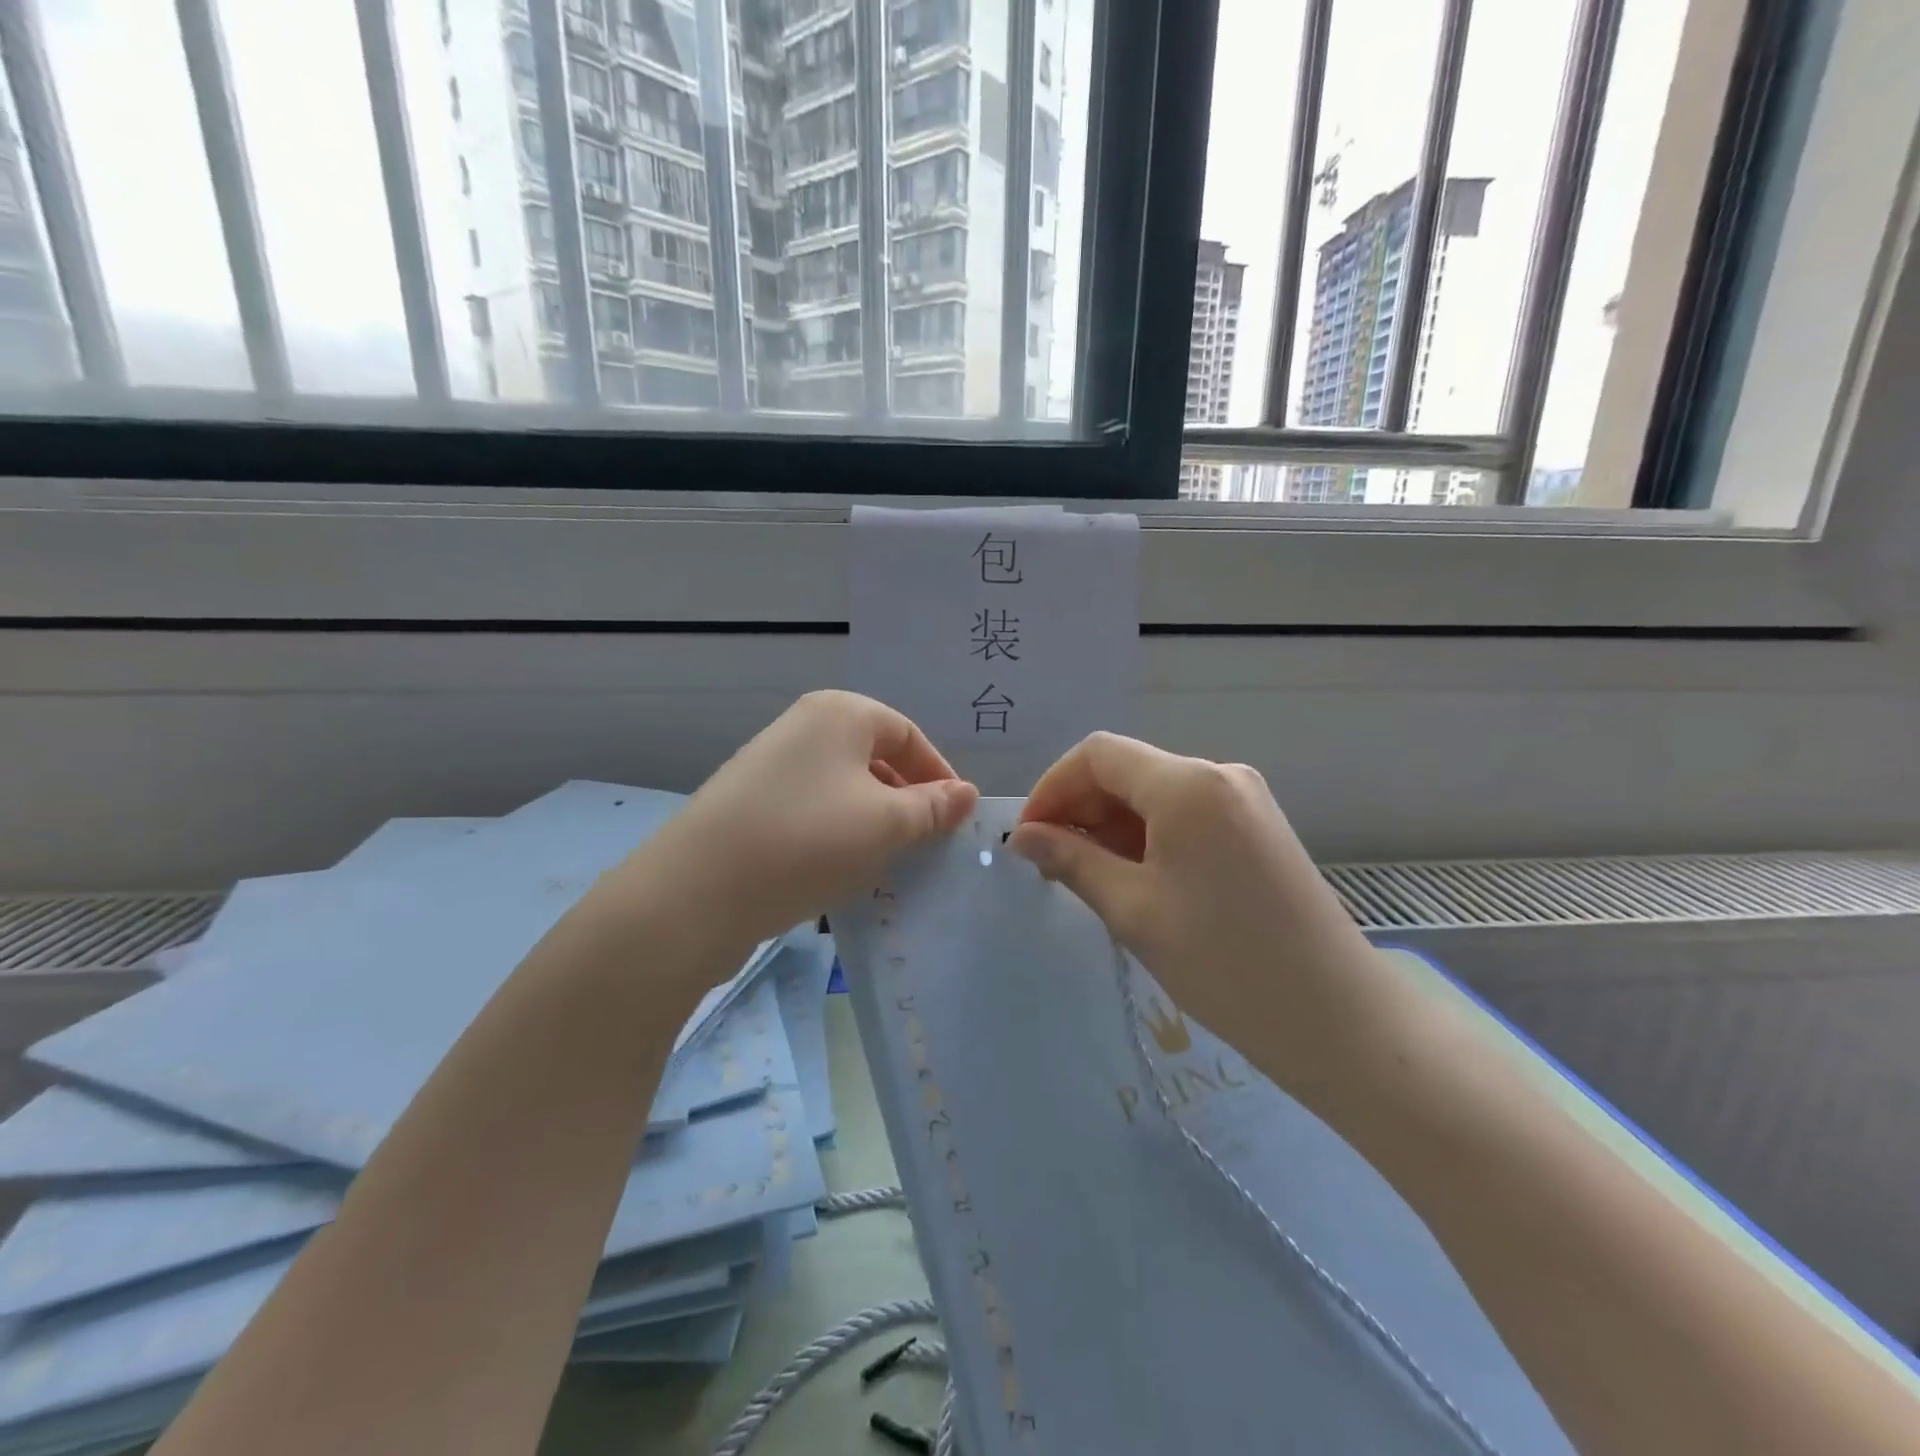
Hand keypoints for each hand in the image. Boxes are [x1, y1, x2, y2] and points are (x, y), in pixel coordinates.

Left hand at [620, 692, 978, 956]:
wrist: (696, 892)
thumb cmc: (807, 841)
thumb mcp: (886, 825)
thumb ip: (932, 808)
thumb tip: (966, 794)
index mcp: (840, 713)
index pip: (909, 735)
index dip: (939, 775)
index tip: (957, 820)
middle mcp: (803, 727)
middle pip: (875, 758)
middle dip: (906, 801)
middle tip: (925, 845)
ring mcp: (771, 766)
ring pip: (844, 789)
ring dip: (873, 823)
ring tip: (886, 864)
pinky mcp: (749, 804)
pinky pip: (812, 811)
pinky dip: (836, 836)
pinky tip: (839, 872)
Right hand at [1007, 733, 1378, 1095]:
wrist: (1338, 1018)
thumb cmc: (1225, 963)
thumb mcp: (1134, 910)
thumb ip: (1071, 861)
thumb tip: (1022, 836)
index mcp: (1187, 784)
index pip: (1098, 754)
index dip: (1052, 788)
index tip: (1028, 838)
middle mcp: (1219, 774)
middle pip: (1128, 769)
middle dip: (1080, 808)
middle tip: (1051, 866)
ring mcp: (1245, 799)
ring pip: (1155, 793)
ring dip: (1112, 825)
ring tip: (1088, 878)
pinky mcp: (1258, 827)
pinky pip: (1186, 814)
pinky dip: (1148, 836)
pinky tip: (1135, 879)